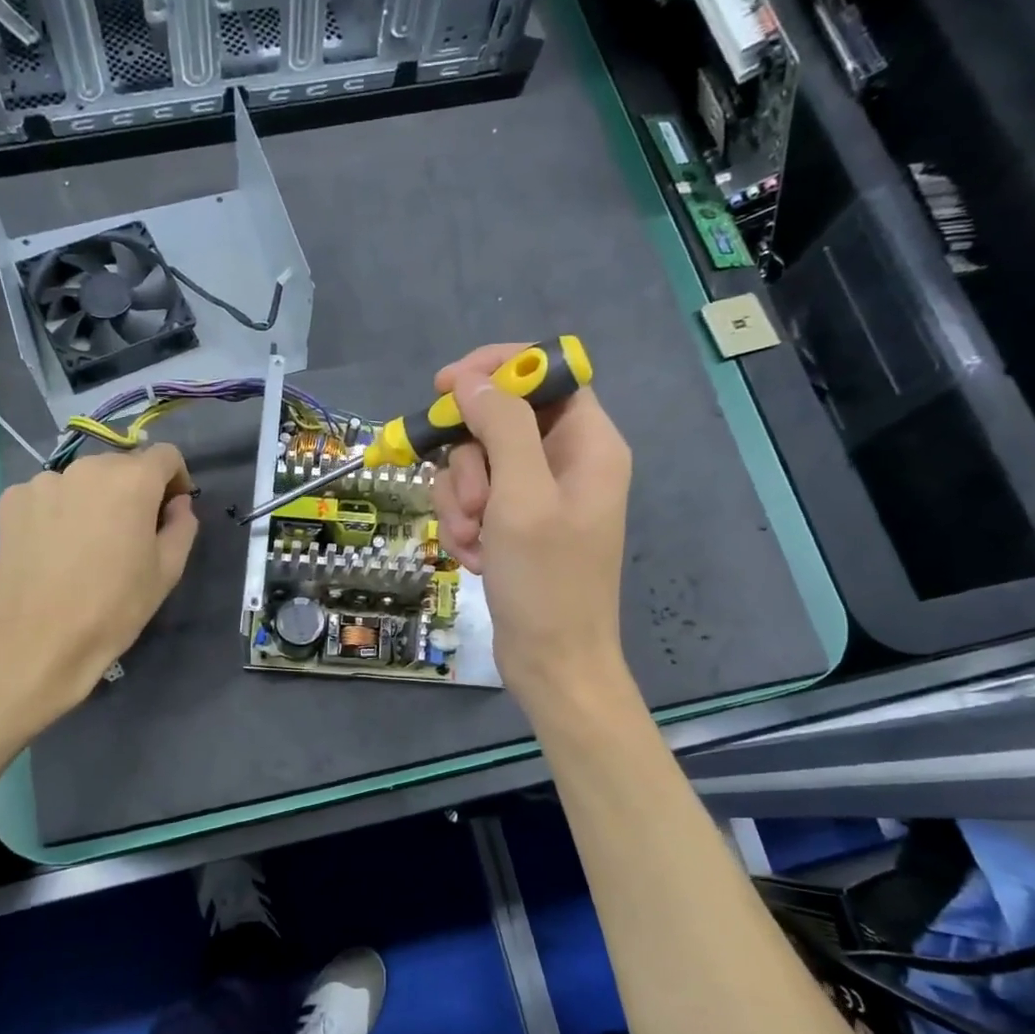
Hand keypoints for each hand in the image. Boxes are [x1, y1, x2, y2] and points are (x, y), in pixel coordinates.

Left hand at [0, 444, 198, 724]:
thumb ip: (182, 526)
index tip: (171, 509)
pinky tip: (55, 547)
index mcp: (132, 480)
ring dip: (93, 499)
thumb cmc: (115, 606)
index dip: (176, 480)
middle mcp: (87, 468)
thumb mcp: (167, 570)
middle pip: (121, 466)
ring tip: (87, 543)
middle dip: (133, 490)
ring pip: (82, 481)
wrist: (39, 639)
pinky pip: (48, 496)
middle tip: (130, 533)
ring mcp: (43, 481)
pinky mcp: (11, 500)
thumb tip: (177, 504)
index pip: (165, 455)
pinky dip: (58, 511)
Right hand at [431, 343, 633, 706]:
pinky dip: (464, 526)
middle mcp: (567, 461)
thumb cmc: (546, 581)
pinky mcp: (516, 524)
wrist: (551, 663)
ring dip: (460, 501)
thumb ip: (501, 428)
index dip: (496, 370)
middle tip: (472, 504)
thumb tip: (473, 381)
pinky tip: (474, 557)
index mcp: (588, 443)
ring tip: (473, 540)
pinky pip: (475, 501)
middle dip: (470, 463)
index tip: (446, 387)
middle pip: (499, 422)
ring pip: (477, 464)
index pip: (545, 374)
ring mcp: (539, 495)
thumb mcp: (521, 497)